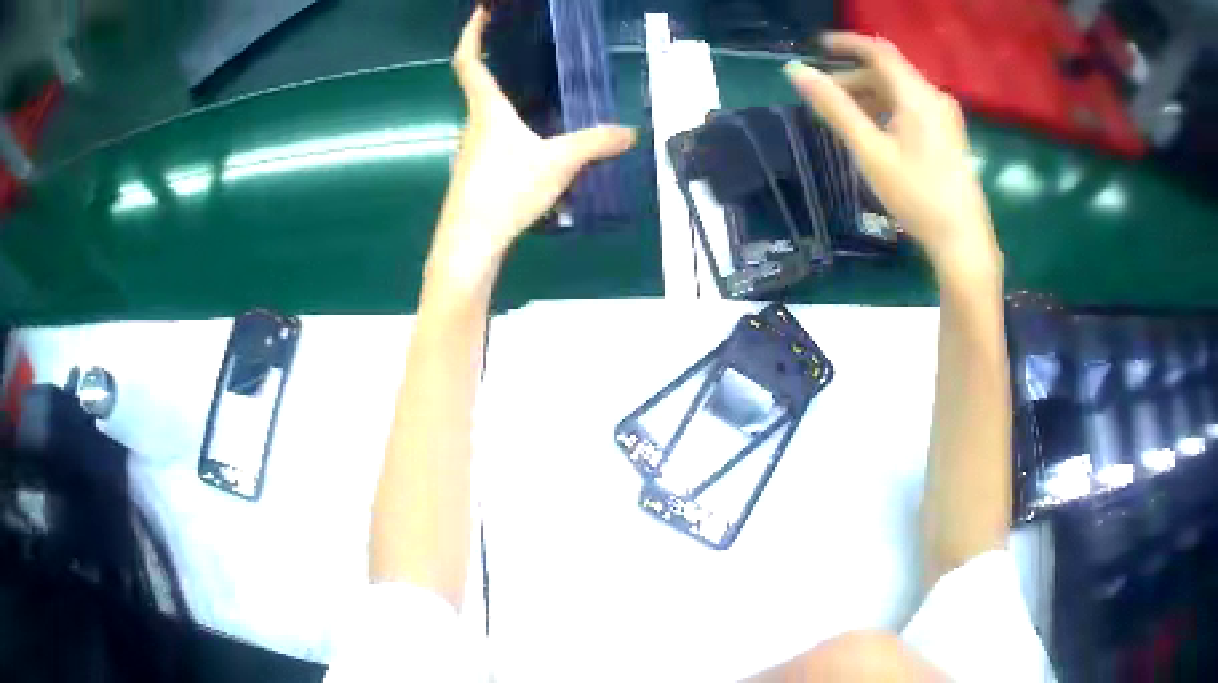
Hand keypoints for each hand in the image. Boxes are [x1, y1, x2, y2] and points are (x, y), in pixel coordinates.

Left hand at [432, 7, 635, 277]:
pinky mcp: (475, 176)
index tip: (481, 13)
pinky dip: (515, 137)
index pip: (469, 61)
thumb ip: (596, 144)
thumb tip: (630, 133)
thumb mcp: (559, 162)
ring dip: (512, 108)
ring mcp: (471, 152)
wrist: (470, 242)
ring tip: (545, 105)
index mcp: (487, 110)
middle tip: (530, 58)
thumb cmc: (506, 190)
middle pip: (482, 89)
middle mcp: (474, 125)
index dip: (472, 34)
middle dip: (501, 68)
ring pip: (491, 120)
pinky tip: (538, 153)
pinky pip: (496, 144)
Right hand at [784, 35, 999, 279]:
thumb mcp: (870, 150)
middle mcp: (935, 97)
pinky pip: (913, 109)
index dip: (847, 43)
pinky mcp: (950, 136)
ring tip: (846, 117)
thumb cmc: (916, 195)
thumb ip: (834, 107)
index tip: (818, 47)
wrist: (963, 240)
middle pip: (890, 72)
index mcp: (917, 95)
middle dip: (855, 76)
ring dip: (871, 95)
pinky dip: (889, 110)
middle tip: (825, 95)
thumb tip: (795, 71)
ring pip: (901, 92)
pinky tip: (877, 133)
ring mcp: (946, 118)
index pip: (878, 51)